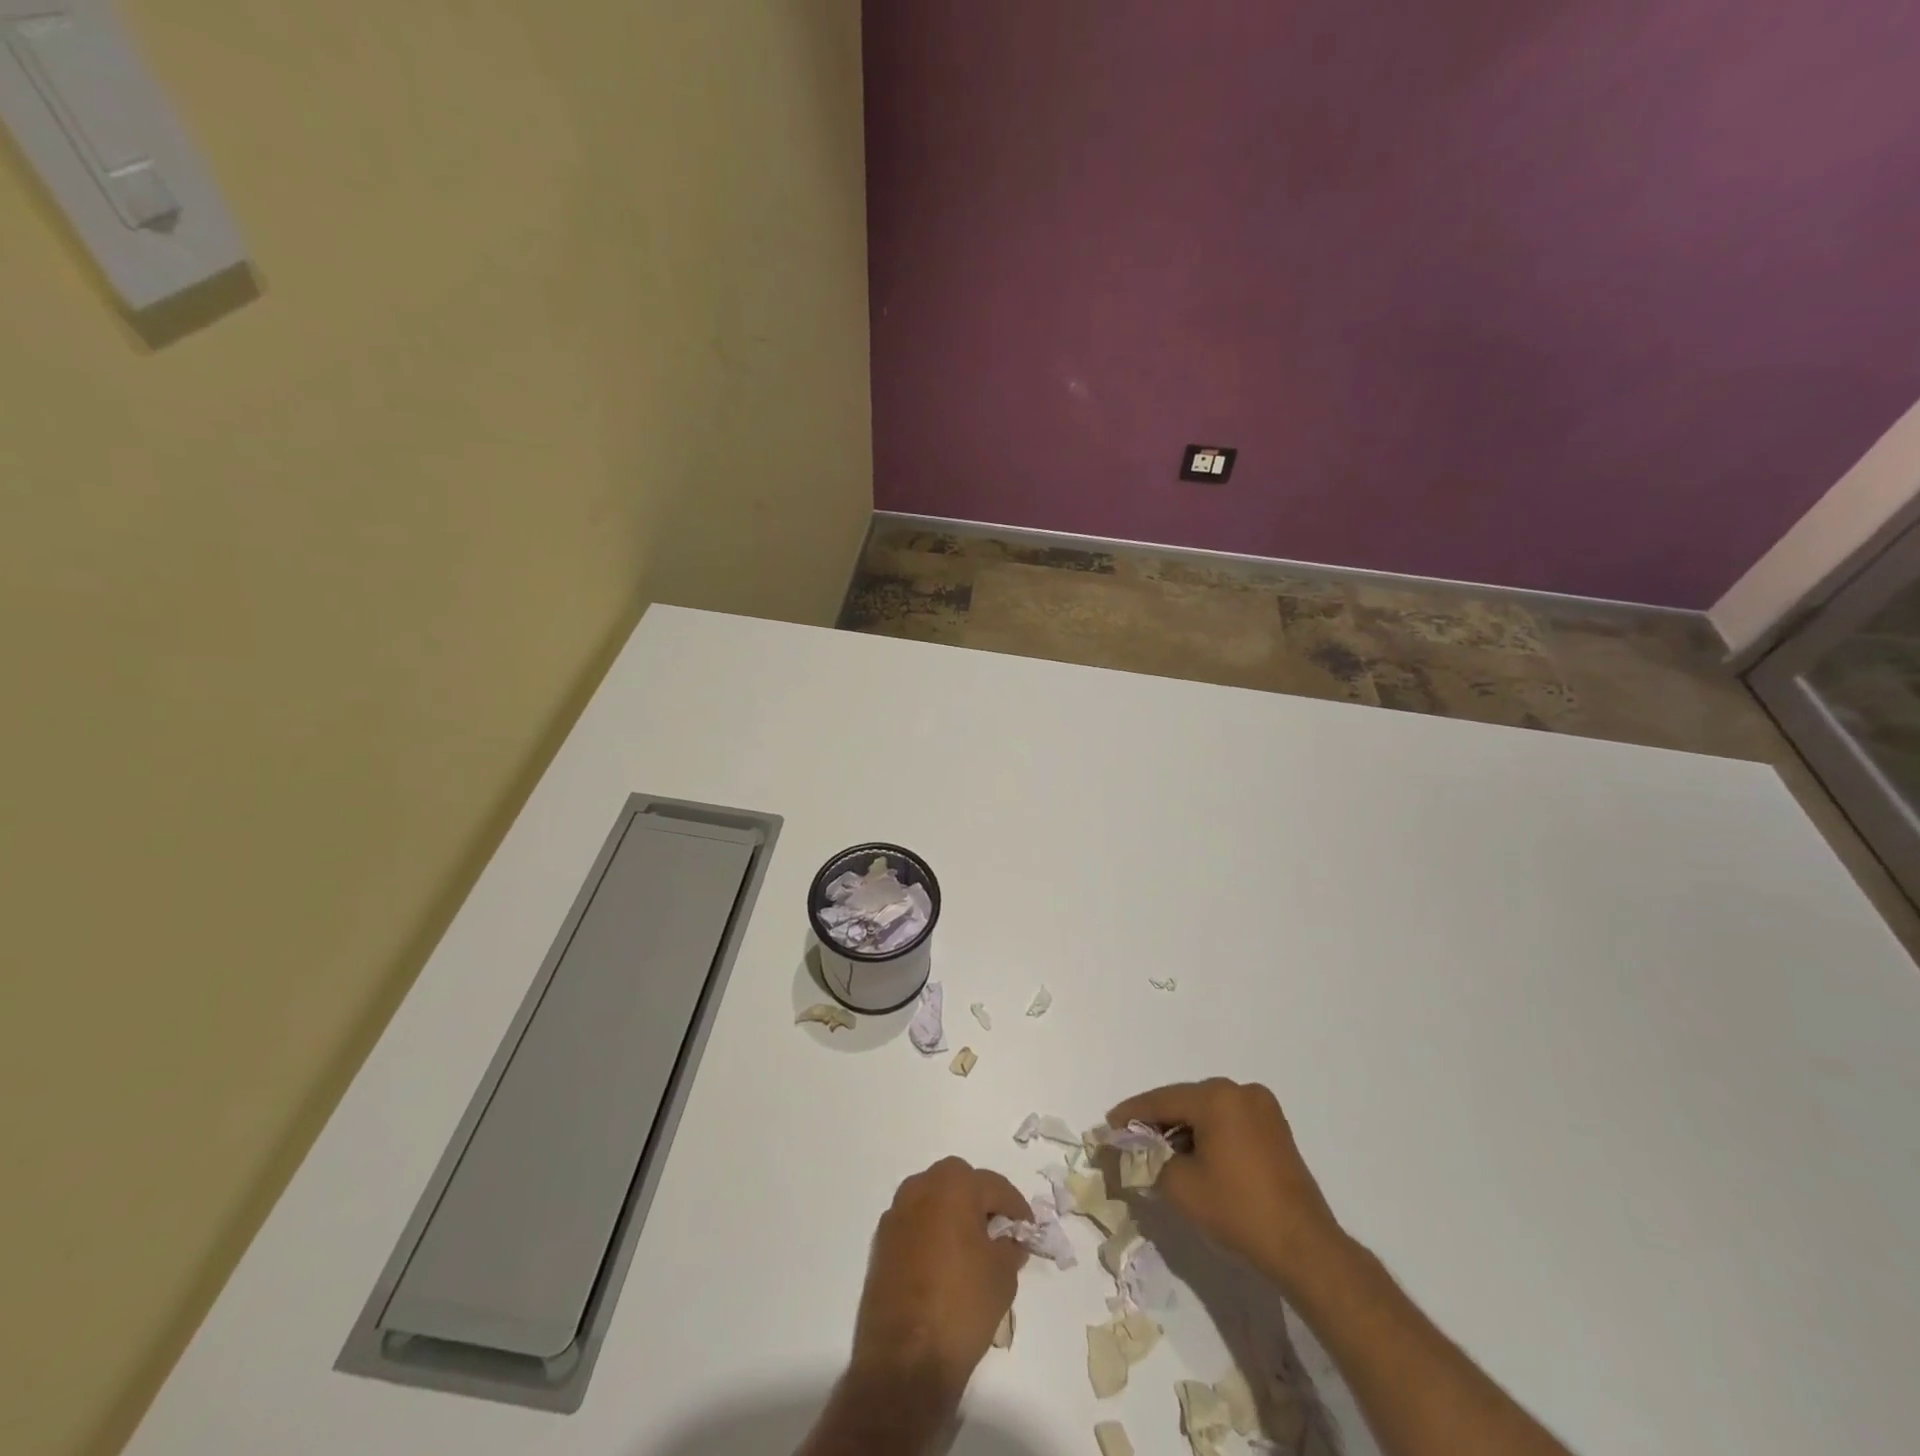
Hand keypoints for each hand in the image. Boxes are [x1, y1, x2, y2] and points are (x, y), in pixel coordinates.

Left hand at [848, 1157, 1031, 1408]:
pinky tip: (942, 1263)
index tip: (1028, 1228)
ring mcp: (895, 1215)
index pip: (994, 1185)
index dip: (1016, 1207)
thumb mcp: (1003, 1276)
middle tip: (997, 1231)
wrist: (904, 1359)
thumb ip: (1010, 1248)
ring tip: (969, 1247)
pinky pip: (914, 1224)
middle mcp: (920, 1188)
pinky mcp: (880, 1243)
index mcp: (953, 1185)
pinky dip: (930, 1233)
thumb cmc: (962, 1305)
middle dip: (980, 1200)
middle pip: (958, 1182)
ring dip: (952, 1213)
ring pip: (932, 1199)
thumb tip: (1008, 1240)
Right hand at [1108, 1078, 1345, 1295]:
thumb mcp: (1180, 1186)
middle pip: (1185, 1101)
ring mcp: (1262, 1107)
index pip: (1161, 1100)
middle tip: (1132, 1139)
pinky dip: (1208, 1133)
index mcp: (1216, 1096)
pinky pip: (1228, 1120)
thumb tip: (1131, 1150)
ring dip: (1183, 1128)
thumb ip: (1148, 1160)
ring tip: (1160, 1150)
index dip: (1132, 1113)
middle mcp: (1240, 1091)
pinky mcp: (1275, 1128)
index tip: (1109, 1125)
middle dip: (1158, 1120)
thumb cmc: (1238, 1211)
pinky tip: (1194, 1155)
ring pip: (1207, 1110)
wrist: (1304, 1247)